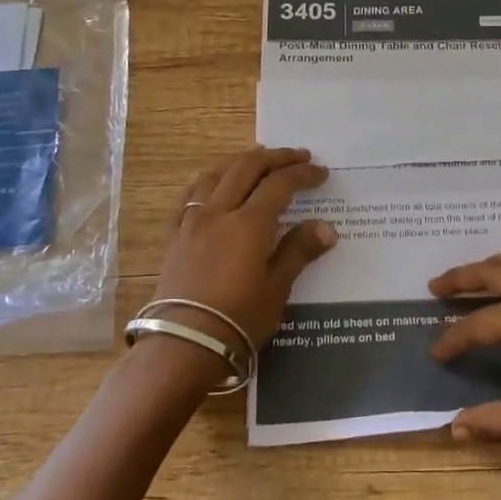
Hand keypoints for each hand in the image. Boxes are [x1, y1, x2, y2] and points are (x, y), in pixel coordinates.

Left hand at [149, 147, 336, 359]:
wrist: (182, 343)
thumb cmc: (237, 320)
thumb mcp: (276, 289)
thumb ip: (298, 252)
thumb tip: (326, 228)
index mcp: (249, 224)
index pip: (280, 185)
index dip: (302, 175)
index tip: (321, 173)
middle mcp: (219, 212)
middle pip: (247, 168)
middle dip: (275, 158)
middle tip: (297, 156)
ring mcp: (192, 221)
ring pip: (215, 174)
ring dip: (240, 161)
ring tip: (257, 159)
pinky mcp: (174, 235)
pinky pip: (189, 195)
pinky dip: (208, 180)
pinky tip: (213, 183)